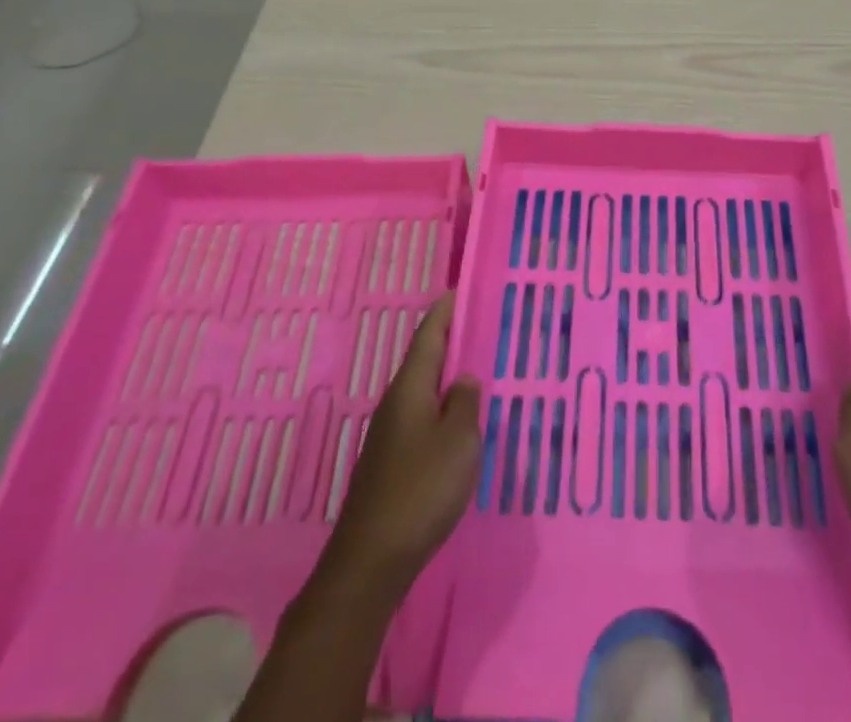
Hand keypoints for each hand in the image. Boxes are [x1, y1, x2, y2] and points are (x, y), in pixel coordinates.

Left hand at [320, 292, 481, 594]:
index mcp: (410, 388)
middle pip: (423, 360)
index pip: (429, 335)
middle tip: (480, 327)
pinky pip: (421, 418)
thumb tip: (464, 379)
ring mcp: (389, 435)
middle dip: (449, 341)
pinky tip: (458, 424)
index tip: (460, 289)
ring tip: (476, 370)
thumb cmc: (421, 490)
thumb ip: (466, 403)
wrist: (371, 560)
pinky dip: (441, 408)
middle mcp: (395, 403)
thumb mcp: (459, 441)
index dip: (445, 311)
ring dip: (446, 377)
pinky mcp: (390, 463)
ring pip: (423, 391)